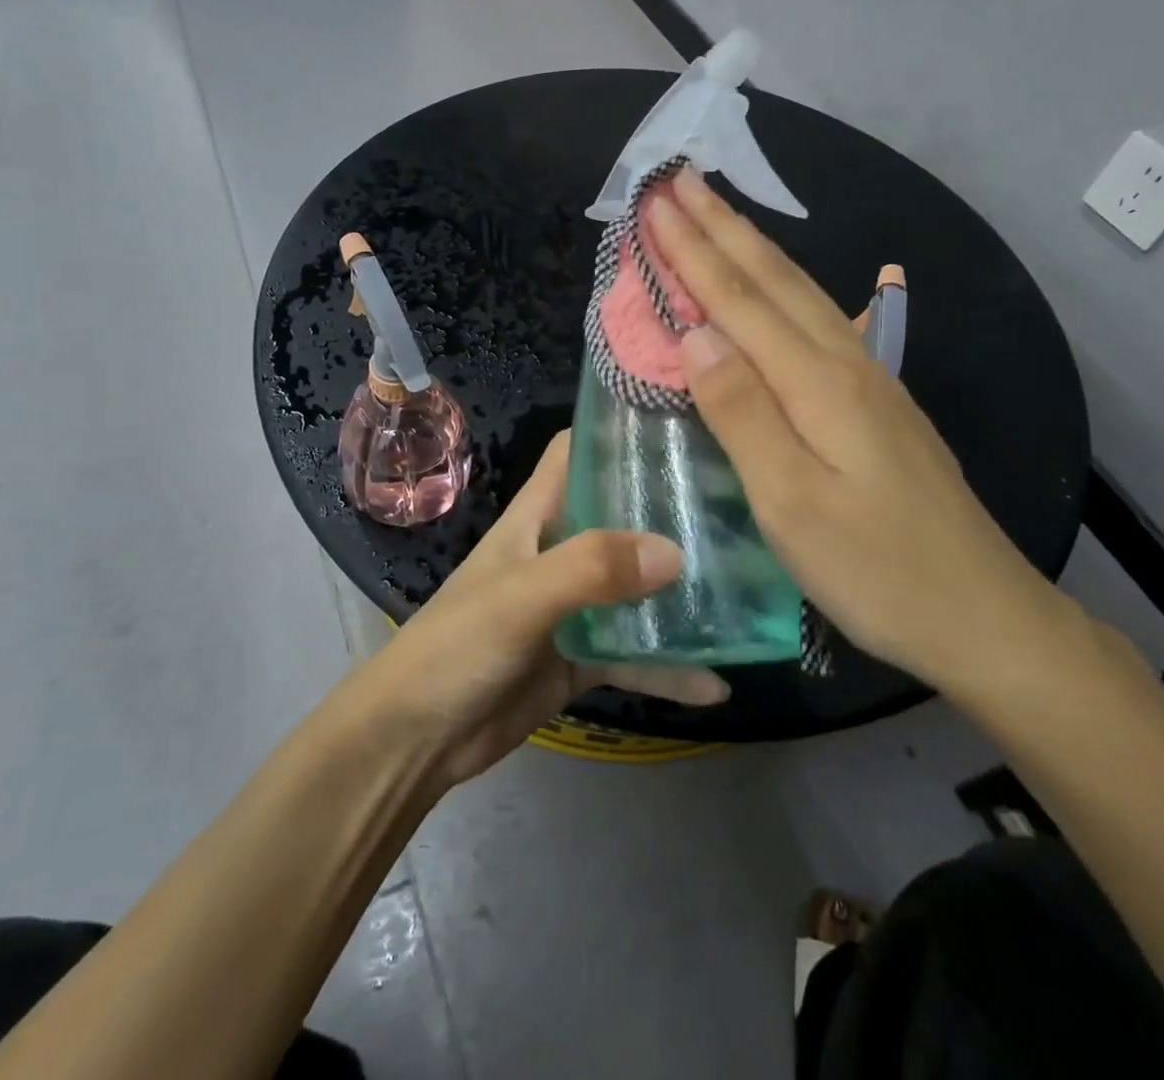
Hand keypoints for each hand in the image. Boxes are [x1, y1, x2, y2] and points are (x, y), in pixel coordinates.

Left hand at [351, 433, 728, 787]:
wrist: (416, 739)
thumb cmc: (457, 646)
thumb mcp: (521, 597)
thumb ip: (590, 568)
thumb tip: (675, 552)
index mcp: (536, 516)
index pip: (578, 453)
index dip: (620, 433)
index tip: (683, 425)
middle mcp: (559, 551)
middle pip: (621, 515)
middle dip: (672, 510)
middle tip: (741, 504)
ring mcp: (573, 607)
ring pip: (636, 587)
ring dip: (680, 591)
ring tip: (747, 587)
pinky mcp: (580, 659)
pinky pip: (634, 654)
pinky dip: (669, 667)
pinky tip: (718, 681)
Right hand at [644, 169, 1064, 693]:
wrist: (985, 615)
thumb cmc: (878, 570)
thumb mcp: (793, 504)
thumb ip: (742, 414)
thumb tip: (696, 336)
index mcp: (818, 384)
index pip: (738, 301)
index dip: (692, 250)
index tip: (655, 200)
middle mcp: (845, 365)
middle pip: (773, 280)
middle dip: (722, 225)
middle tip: (680, 178)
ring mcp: (870, 381)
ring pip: (800, 294)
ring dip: (753, 248)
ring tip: (719, 213)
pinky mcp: (878, 404)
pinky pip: (817, 323)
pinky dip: (781, 290)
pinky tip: (780, 286)